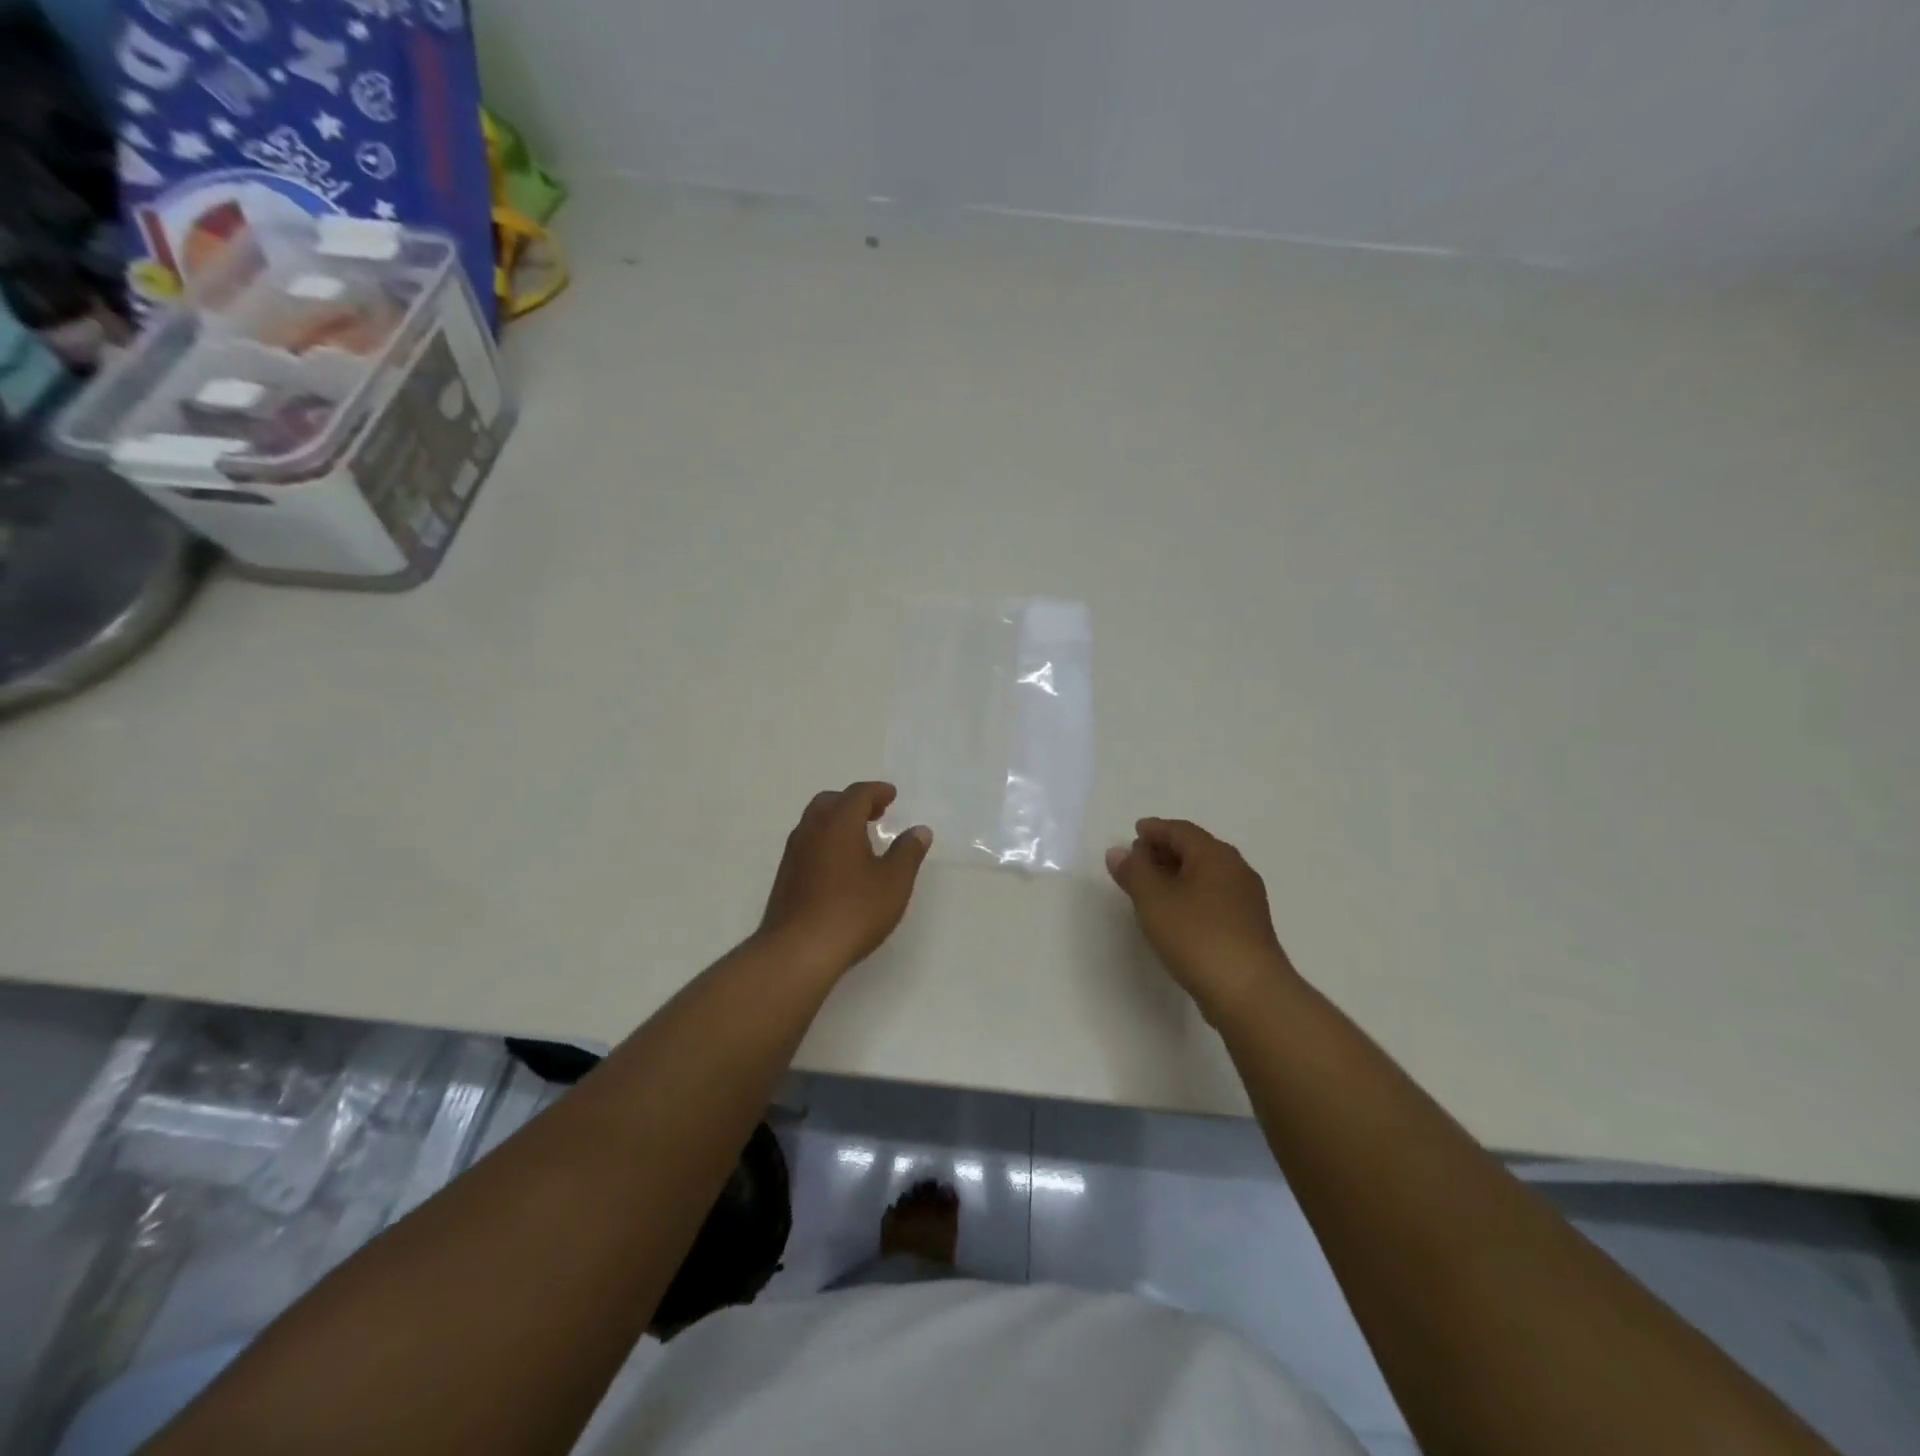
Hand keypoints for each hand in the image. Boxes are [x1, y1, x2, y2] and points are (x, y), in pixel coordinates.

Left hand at [757, 782, 931, 978]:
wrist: (798, 951)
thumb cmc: (853, 910)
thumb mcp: (894, 882)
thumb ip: (908, 852)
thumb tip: (919, 831)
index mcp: (838, 823)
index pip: (857, 794)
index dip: (877, 791)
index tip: (891, 796)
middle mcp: (811, 830)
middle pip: (830, 802)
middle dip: (854, 802)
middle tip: (875, 813)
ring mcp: (793, 854)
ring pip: (815, 823)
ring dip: (837, 822)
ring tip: (859, 839)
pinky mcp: (785, 877)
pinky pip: (807, 844)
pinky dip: (825, 842)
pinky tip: (839, 866)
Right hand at [1106, 818, 1296, 1020]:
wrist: (1248, 991)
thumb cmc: (1196, 936)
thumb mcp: (1153, 900)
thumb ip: (1134, 871)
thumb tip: (1119, 851)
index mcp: (1214, 855)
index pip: (1180, 830)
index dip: (1155, 829)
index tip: (1134, 833)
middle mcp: (1235, 869)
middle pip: (1196, 849)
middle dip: (1165, 850)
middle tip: (1138, 859)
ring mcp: (1246, 899)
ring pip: (1206, 874)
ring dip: (1178, 874)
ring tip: (1151, 888)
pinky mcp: (1248, 926)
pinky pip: (1214, 896)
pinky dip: (1191, 894)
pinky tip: (1176, 913)